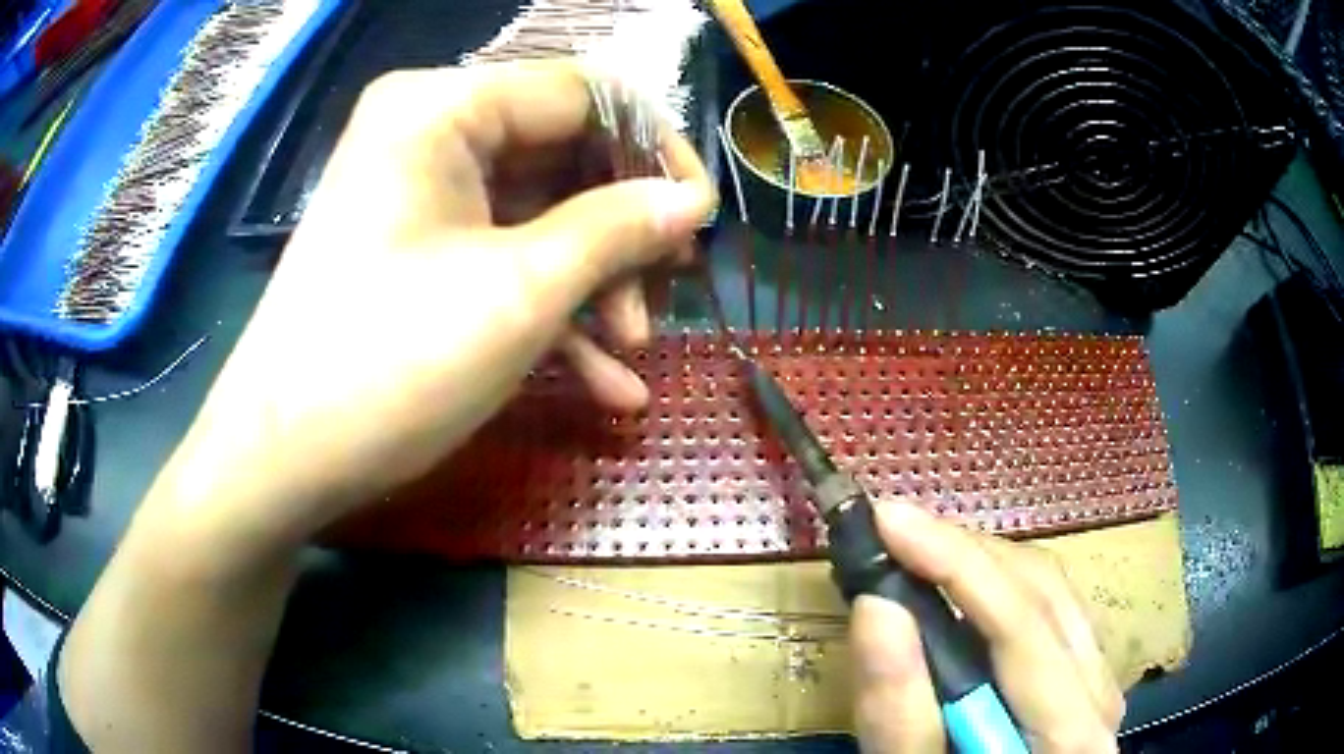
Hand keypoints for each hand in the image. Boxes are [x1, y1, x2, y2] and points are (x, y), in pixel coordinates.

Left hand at [152, 61, 715, 555]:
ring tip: (632, 351)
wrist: (281, 462)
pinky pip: (499, 256)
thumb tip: (691, 201)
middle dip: (623, 229)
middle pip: (563, 153)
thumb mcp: (520, 292)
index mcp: (442, 106)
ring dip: (593, 281)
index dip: (654, 149)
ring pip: (538, 213)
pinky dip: (550, 310)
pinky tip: (602, 381)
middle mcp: (428, 132)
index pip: (583, 93)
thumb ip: (618, 229)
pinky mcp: (413, 250)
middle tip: (667, 292)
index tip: (699, 219)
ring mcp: (418, 194)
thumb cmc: (388, 364)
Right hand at [851, 501, 1123, 752]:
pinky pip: (1049, 605)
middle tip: (891, 530)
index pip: (1023, 625)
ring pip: (1049, 588)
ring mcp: (1098, 678)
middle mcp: (1099, 692)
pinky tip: (958, 586)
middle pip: (1043, 592)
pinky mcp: (1084, 672)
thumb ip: (900, 709)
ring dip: (978, 563)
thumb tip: (876, 604)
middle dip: (963, 553)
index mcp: (1072, 730)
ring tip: (916, 550)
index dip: (956, 564)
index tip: (887, 519)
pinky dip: (996, 585)